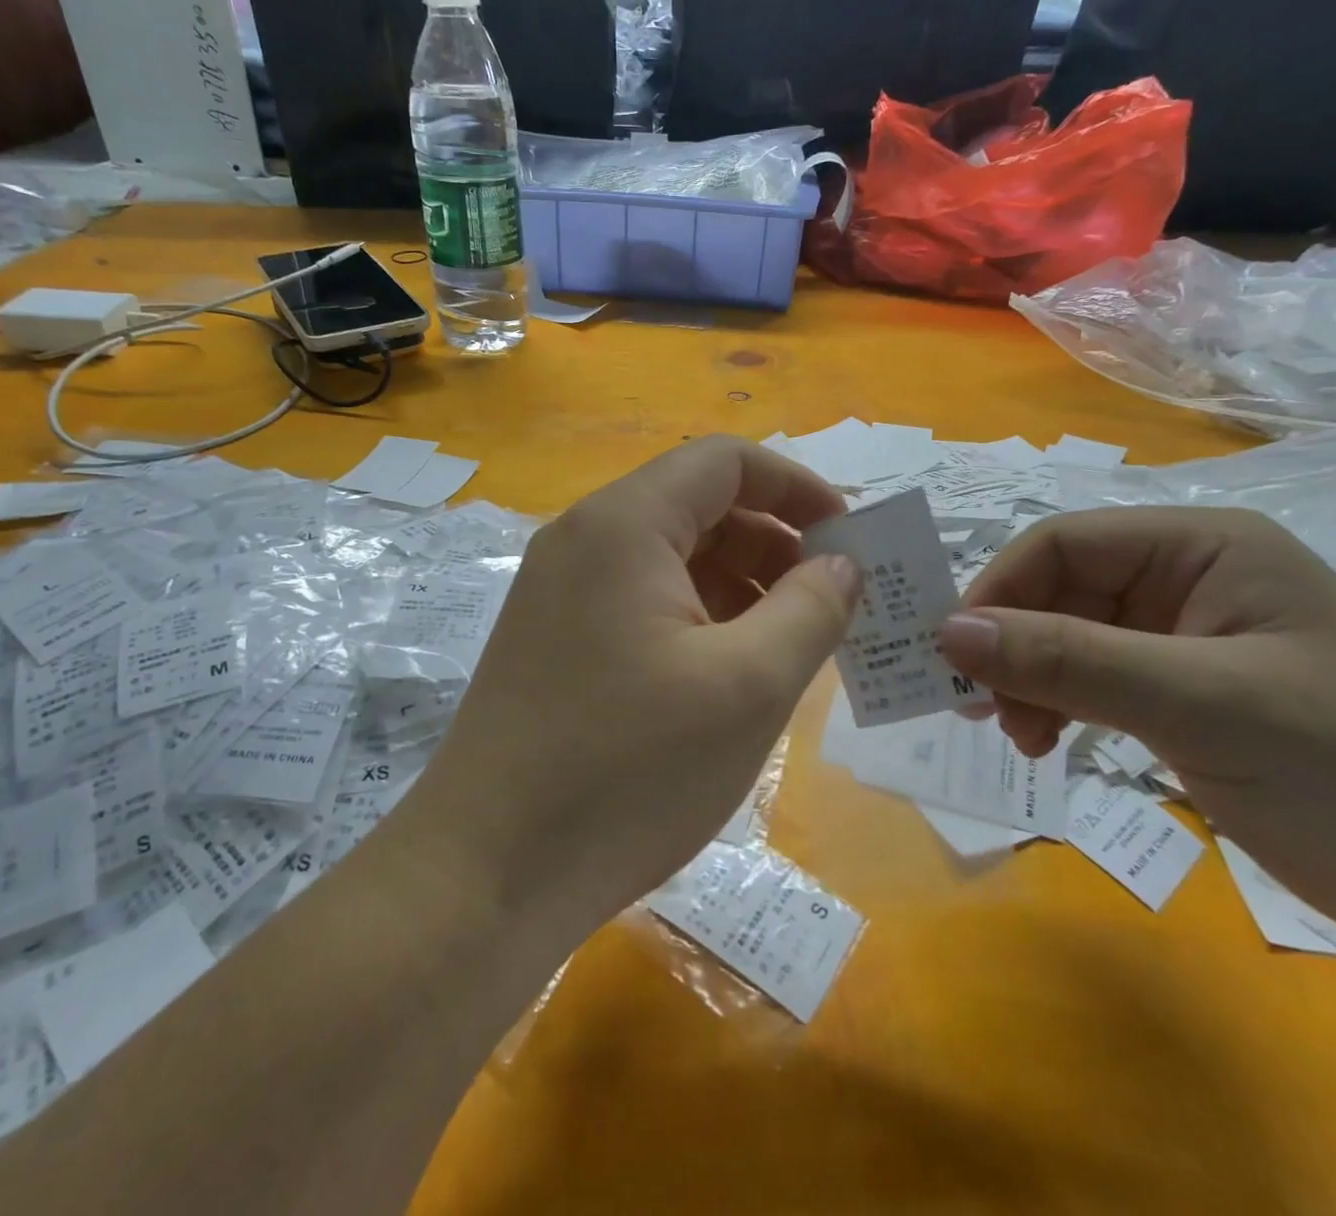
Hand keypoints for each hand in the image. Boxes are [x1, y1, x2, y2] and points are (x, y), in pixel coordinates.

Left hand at [406, 436, 861, 935]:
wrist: (486, 875)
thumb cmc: (628, 770)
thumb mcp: (748, 686)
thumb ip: (811, 609)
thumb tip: (841, 563)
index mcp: (623, 523)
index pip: (724, 461)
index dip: (795, 486)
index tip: (849, 537)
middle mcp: (584, 539)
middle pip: (697, 506)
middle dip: (774, 542)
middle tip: (831, 602)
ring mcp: (562, 590)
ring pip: (672, 558)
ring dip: (740, 585)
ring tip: (793, 645)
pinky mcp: (556, 639)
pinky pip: (643, 601)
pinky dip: (699, 618)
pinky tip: (733, 672)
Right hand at [936, 506, 1335, 944]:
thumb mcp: (1200, 705)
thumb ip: (1067, 662)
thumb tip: (945, 633)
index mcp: (1202, 547)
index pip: (1064, 543)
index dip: (999, 590)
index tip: (951, 653)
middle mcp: (1187, 579)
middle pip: (1058, 591)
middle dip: (1011, 646)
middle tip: (978, 709)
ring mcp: (1182, 638)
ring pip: (1065, 638)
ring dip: (1028, 681)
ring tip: (1020, 737)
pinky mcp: (1179, 692)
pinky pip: (1089, 680)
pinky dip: (1056, 706)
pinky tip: (1048, 742)